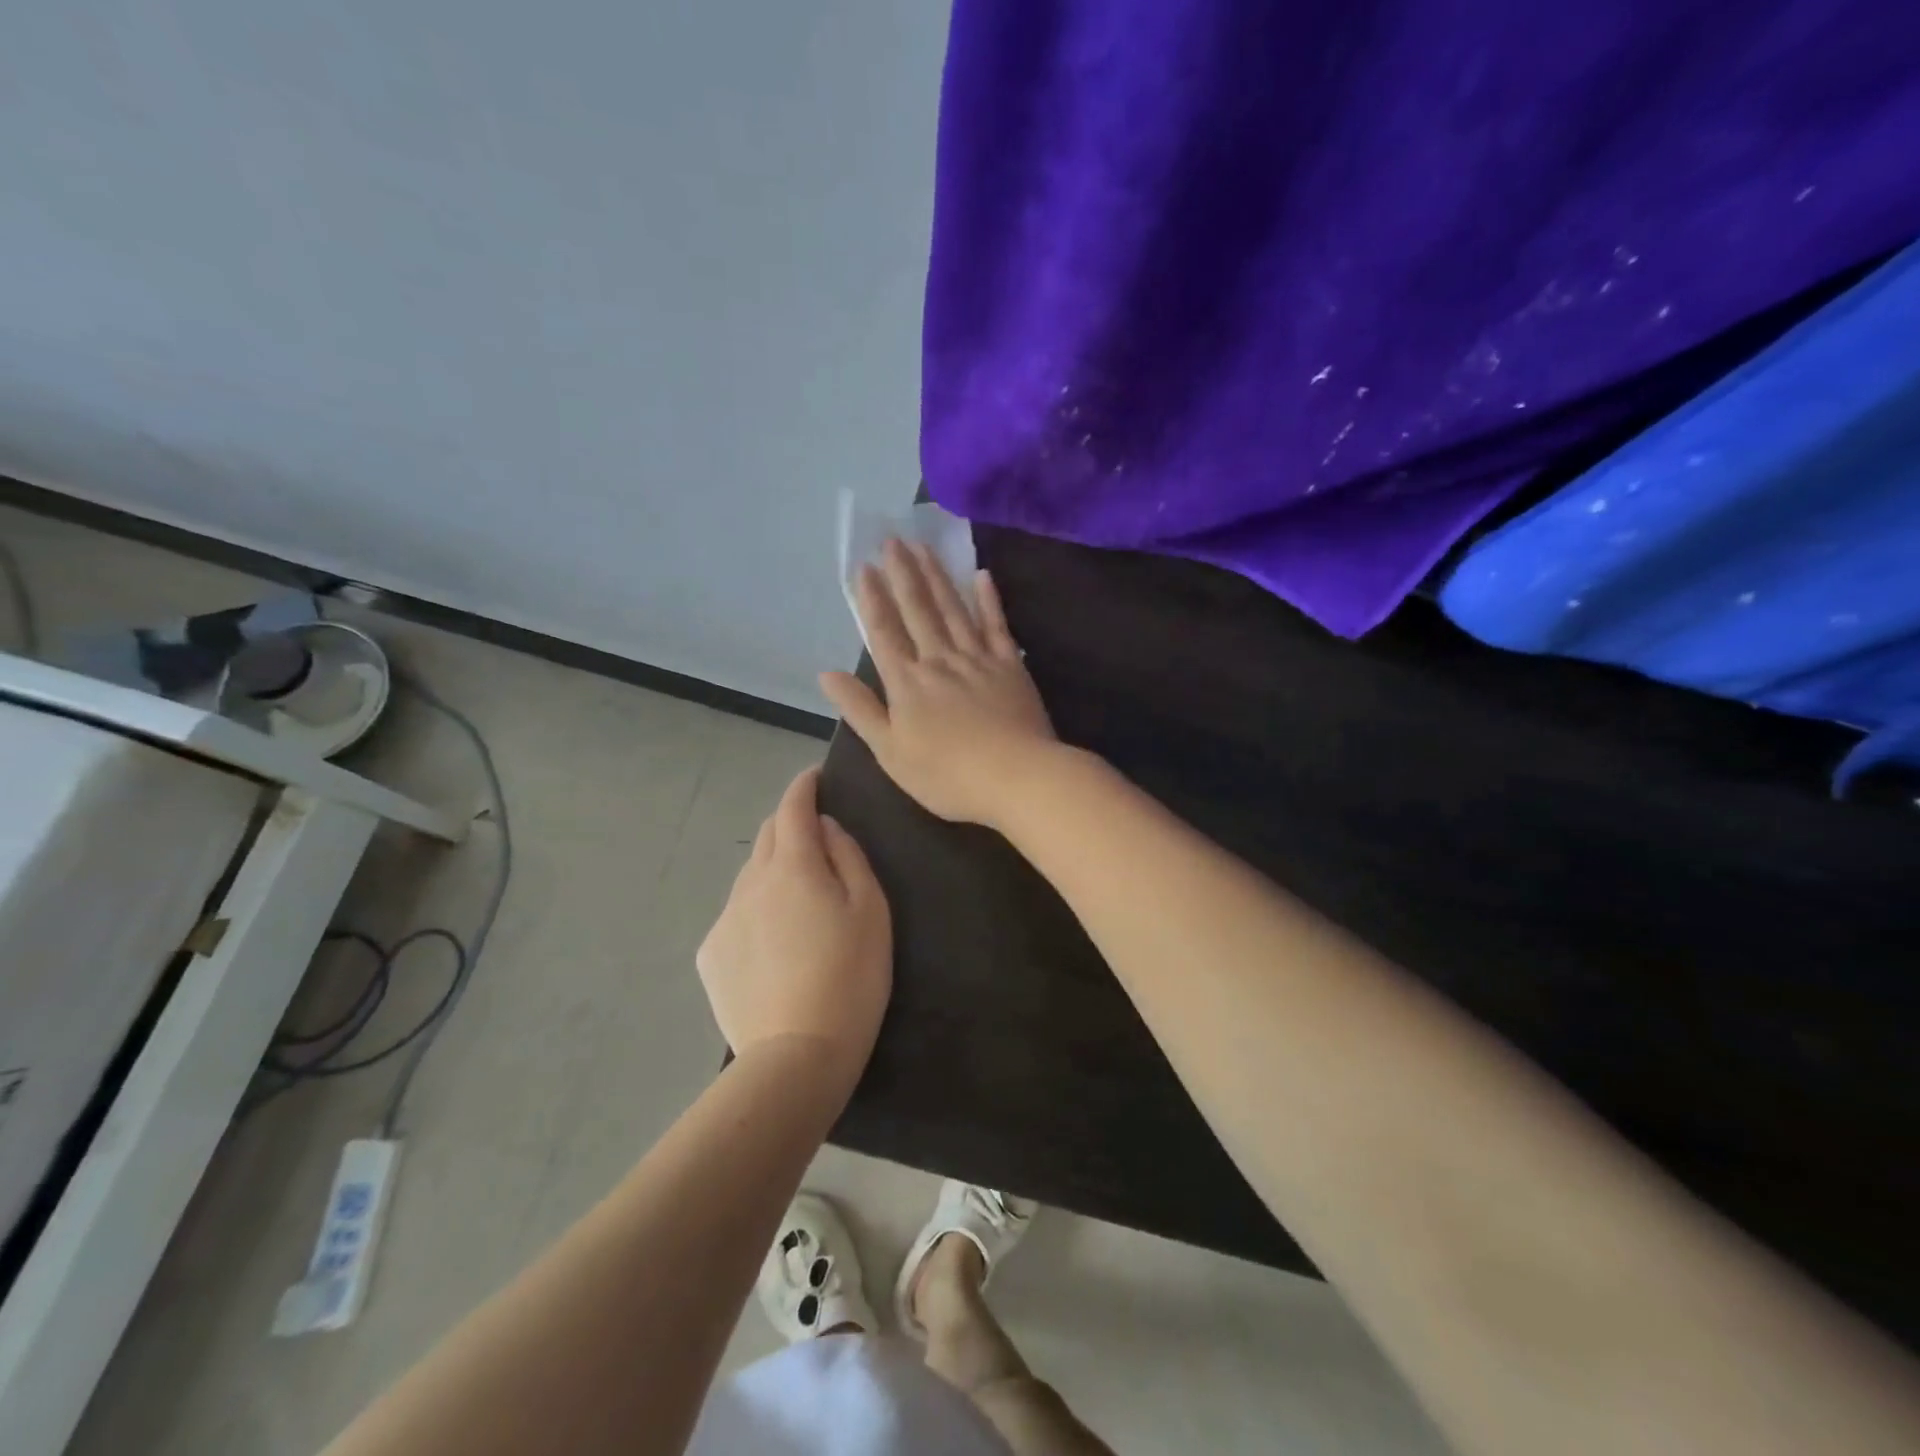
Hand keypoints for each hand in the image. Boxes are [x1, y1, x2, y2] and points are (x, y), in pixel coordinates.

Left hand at [696, 768, 891, 1080]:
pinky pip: (737, 914)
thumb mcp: (871, 910)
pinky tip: (776, 945)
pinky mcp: (711, 954)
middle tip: (817, 840)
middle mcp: (751, 882)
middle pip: (767, 836)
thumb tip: (826, 828)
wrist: (797, 1056)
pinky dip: (757, 910)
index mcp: (793, 866)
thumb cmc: (851, 977)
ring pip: (750, 876)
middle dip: (790, 825)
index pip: (793, 807)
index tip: (815, 778)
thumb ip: (848, 857)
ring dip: (774, 869)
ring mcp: (726, 918)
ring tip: (800, 900)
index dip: (804, 786)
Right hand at [820, 539, 1057, 827]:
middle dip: (903, 573)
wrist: (1016, 777)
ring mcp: (978, 659)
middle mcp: (939, 660)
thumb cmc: (947, 775)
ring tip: (924, 547)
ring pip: (953, 609)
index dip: (872, 599)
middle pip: (918, 610)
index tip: (864, 567)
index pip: (884, 632)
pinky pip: (997, 625)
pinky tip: (981, 575)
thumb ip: (860, 709)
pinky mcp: (1011, 665)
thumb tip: (826, 674)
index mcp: (907, 682)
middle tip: (893, 539)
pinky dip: (989, 599)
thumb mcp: (890, 752)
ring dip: (937, 576)